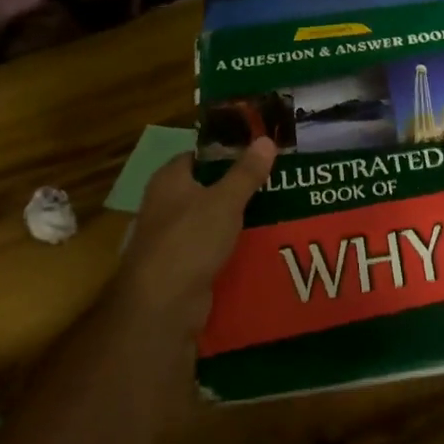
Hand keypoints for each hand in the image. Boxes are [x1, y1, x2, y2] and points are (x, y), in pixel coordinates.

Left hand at [111, 138, 275, 339]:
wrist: (163, 304)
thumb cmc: (189, 240)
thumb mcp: (225, 201)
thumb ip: (246, 172)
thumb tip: (266, 139)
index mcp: (169, 180)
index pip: (199, 155)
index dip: (228, 151)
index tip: (261, 153)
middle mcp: (167, 204)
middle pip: (209, 188)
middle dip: (241, 186)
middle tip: (279, 182)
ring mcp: (174, 237)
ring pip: (214, 220)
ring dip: (241, 218)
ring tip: (280, 211)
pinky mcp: (185, 265)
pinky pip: (215, 248)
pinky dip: (235, 246)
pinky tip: (263, 244)